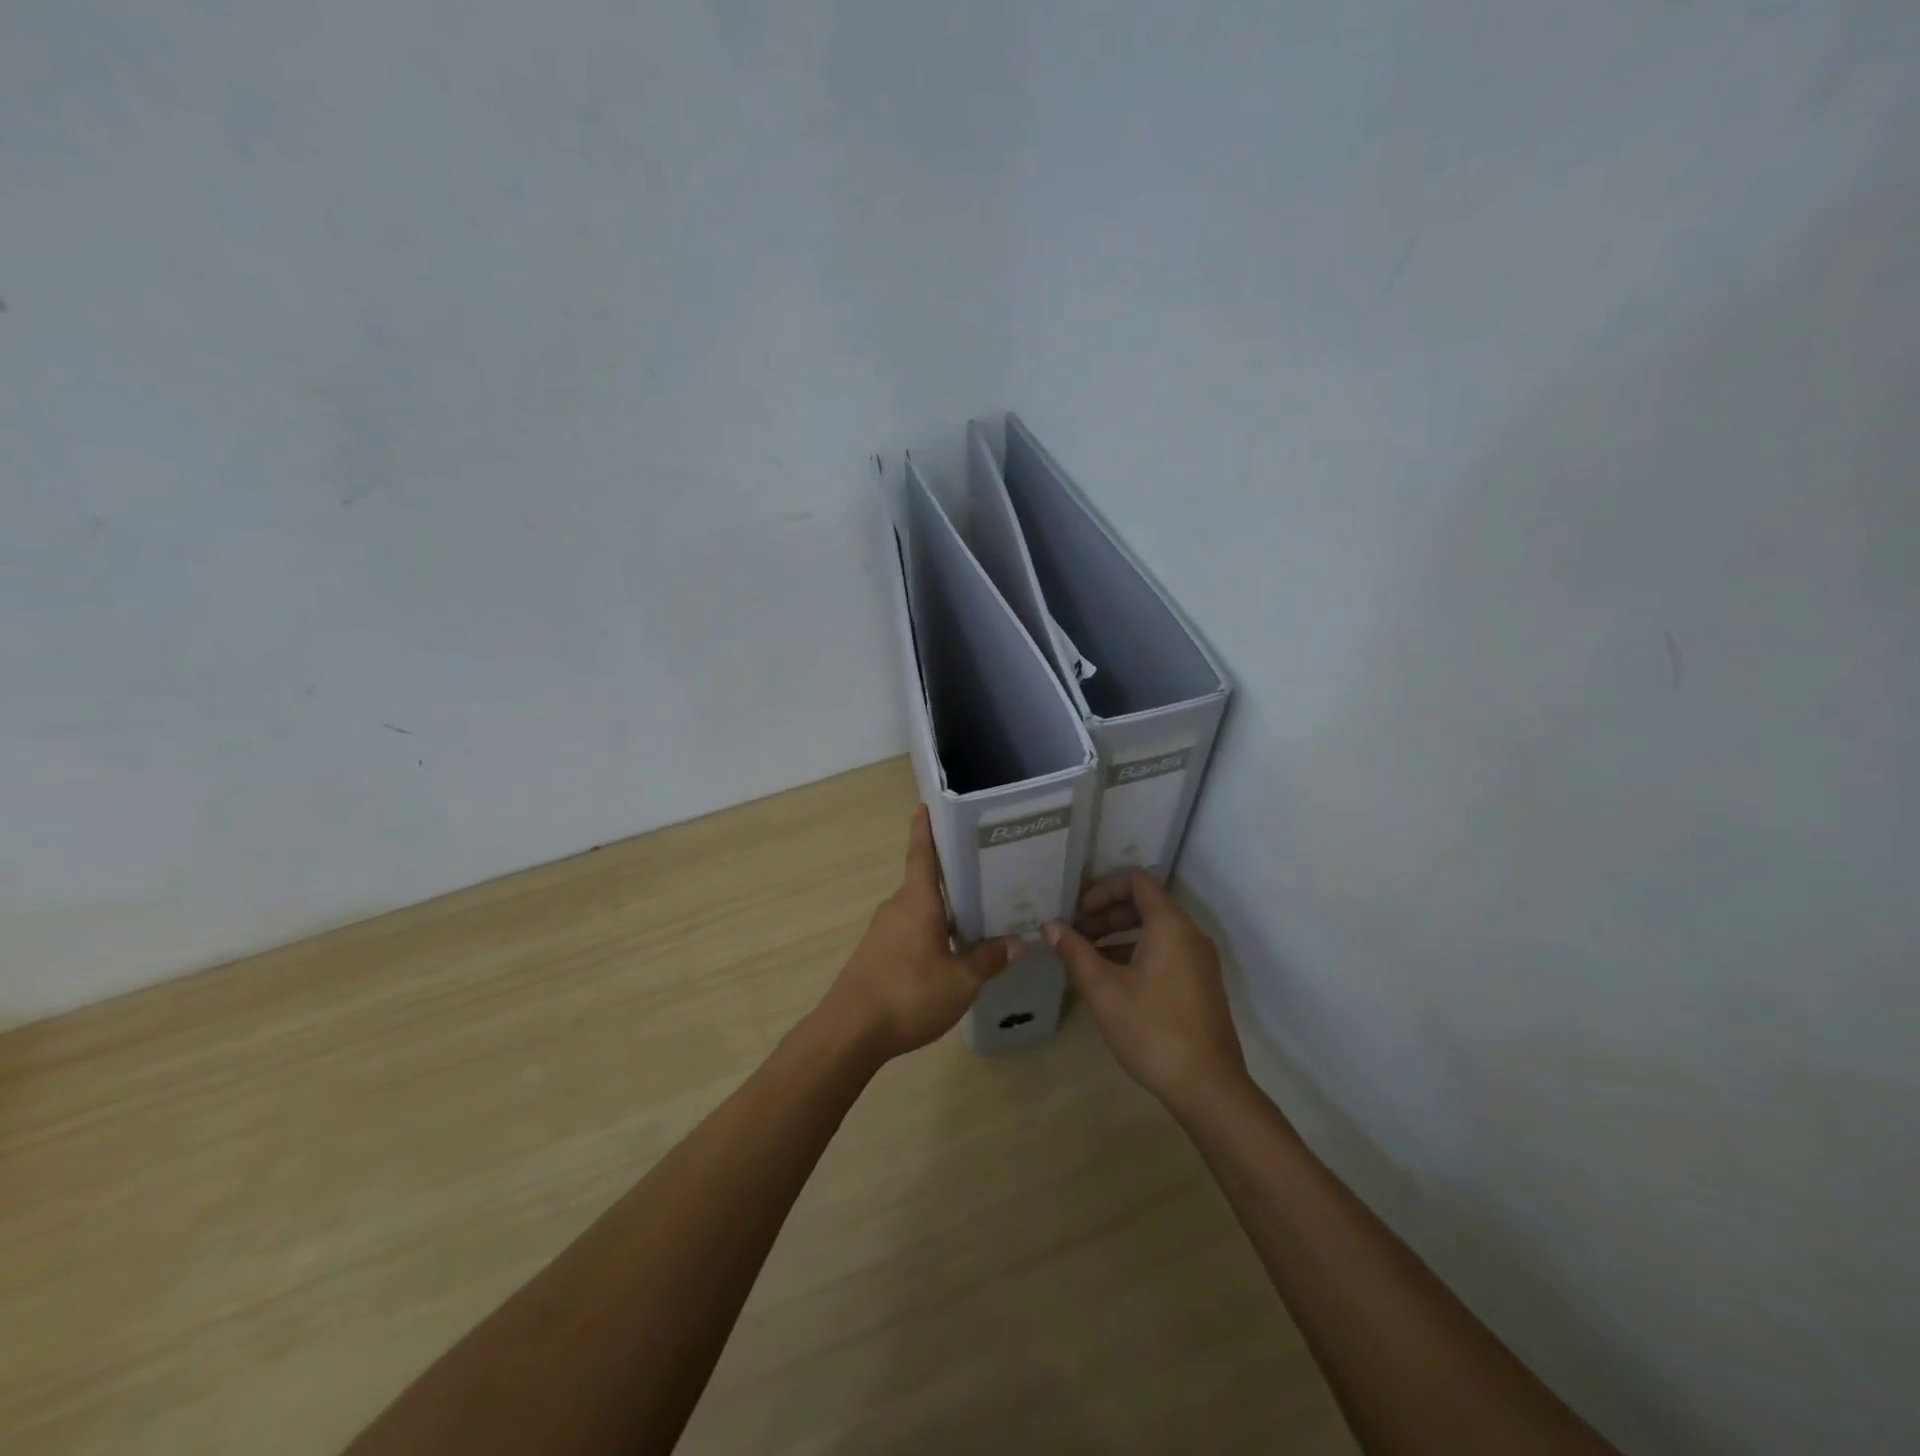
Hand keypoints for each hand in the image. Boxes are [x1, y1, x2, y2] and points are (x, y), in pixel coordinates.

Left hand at [819, 806, 1017, 1061]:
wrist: (850, 1031)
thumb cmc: (908, 994)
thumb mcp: (960, 981)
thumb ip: (989, 959)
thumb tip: (1017, 942)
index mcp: (917, 901)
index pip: (922, 854)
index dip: (925, 828)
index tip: (926, 805)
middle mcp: (897, 907)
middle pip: (926, 882)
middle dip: (953, 876)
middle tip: (987, 872)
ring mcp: (883, 931)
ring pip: (920, 910)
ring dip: (944, 910)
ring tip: (979, 915)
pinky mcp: (877, 954)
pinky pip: (910, 931)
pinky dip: (931, 932)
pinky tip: (951, 951)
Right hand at [1047, 872, 1247, 1115]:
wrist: (1208, 1087)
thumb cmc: (1152, 1029)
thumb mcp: (1104, 990)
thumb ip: (1076, 952)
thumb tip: (1050, 926)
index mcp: (1170, 925)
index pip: (1136, 881)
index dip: (1103, 889)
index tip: (1076, 911)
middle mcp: (1190, 934)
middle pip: (1145, 905)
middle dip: (1106, 914)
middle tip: (1074, 934)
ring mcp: (1198, 961)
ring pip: (1154, 931)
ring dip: (1118, 936)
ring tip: (1085, 957)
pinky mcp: (1200, 984)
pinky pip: (1165, 952)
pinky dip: (1136, 954)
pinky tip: (1110, 980)